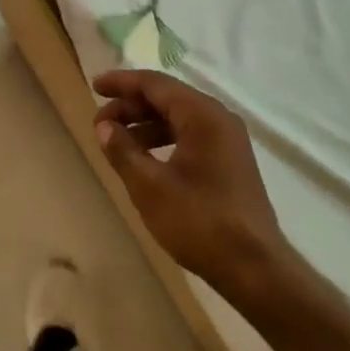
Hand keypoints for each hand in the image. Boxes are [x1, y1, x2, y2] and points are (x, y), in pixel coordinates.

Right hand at [92, 70, 295, 305]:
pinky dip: (164, 139)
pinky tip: (145, 159)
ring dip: (146, 125)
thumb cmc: (199, 221)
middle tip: (100, 123)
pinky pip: (191, 135)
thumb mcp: (150, 187)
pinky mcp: (230, 161)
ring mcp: (228, 140)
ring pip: (179, 118)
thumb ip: (123, 151)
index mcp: (202, 114)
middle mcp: (218, 118)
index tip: (95, 86)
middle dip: (131, 106)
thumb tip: (104, 126)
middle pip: (168, 98)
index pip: (155, 84)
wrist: (255, 268)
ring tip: (117, 142)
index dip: (122, 83)